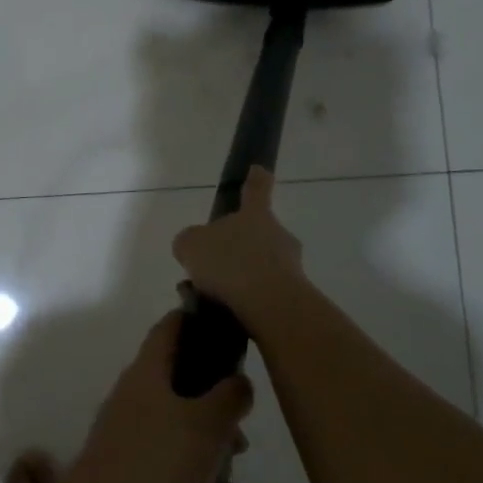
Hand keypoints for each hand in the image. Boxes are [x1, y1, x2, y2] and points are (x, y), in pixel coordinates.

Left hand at [59, 312, 253, 482]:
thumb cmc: (156, 462)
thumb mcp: (205, 425)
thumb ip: (229, 397)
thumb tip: (236, 380)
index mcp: (149, 373)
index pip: (170, 329)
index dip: (195, 320)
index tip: (224, 325)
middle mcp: (137, 400)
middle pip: (187, 394)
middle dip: (223, 423)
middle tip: (242, 445)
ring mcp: (132, 440)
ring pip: (189, 446)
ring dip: (222, 478)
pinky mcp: (133, 478)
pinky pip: (179, 481)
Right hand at [172, 167, 307, 331]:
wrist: (269, 304)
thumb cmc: (229, 263)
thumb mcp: (191, 245)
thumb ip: (190, 241)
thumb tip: (194, 246)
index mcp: (255, 215)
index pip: (256, 189)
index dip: (255, 179)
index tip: (258, 169)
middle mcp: (277, 235)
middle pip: (258, 233)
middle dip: (238, 246)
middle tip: (213, 264)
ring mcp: (290, 265)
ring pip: (260, 265)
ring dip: (240, 276)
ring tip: (210, 296)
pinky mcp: (293, 295)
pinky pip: (263, 292)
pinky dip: (245, 300)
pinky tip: (223, 312)